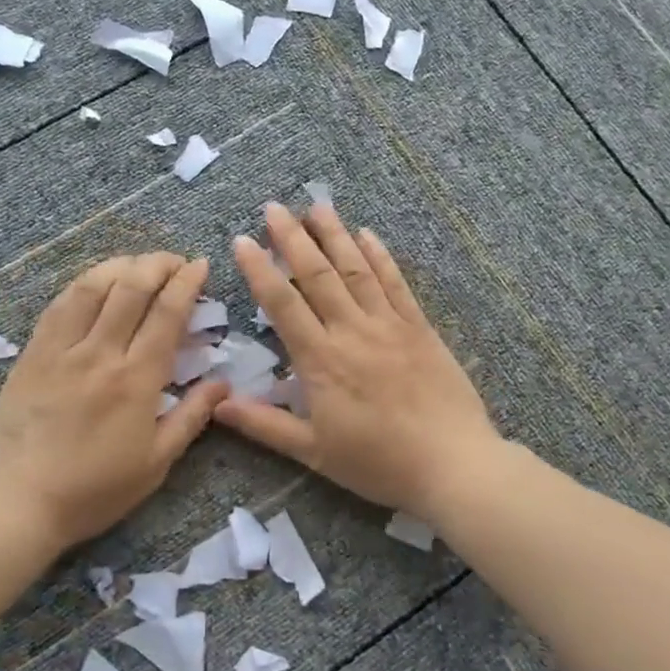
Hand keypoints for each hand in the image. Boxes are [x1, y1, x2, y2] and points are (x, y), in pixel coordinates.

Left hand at [0, 253, 228, 548]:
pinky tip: (95, 283)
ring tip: (138, 264)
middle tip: (175, 261)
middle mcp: (100, 353)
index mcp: (136, 379)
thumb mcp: (156, 463)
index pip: (167, 313)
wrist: (18, 503)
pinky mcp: (32, 354)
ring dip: (121, 265)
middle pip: (131, 288)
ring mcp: (61, 350)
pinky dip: (83, 284)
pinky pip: (59, 305)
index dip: (186, 282)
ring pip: (92, 287)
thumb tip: (224, 383)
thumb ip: (192, 417)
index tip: (200, 265)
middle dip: (158, 264)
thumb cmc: (94, 489)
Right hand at [217, 203, 499, 515]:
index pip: (282, 304)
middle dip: (293, 238)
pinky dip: (380, 256)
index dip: (260, 270)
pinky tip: (368, 234)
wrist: (452, 464)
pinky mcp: (420, 328)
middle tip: (275, 207)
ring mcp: (389, 325)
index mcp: (321, 361)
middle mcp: (352, 332)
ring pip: (356, 270)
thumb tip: (216, 405)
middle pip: (317, 275)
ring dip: (335, 235)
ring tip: (317, 206)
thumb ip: (264, 425)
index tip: (242, 240)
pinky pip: (396, 284)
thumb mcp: (314, 452)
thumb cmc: (379, 463)